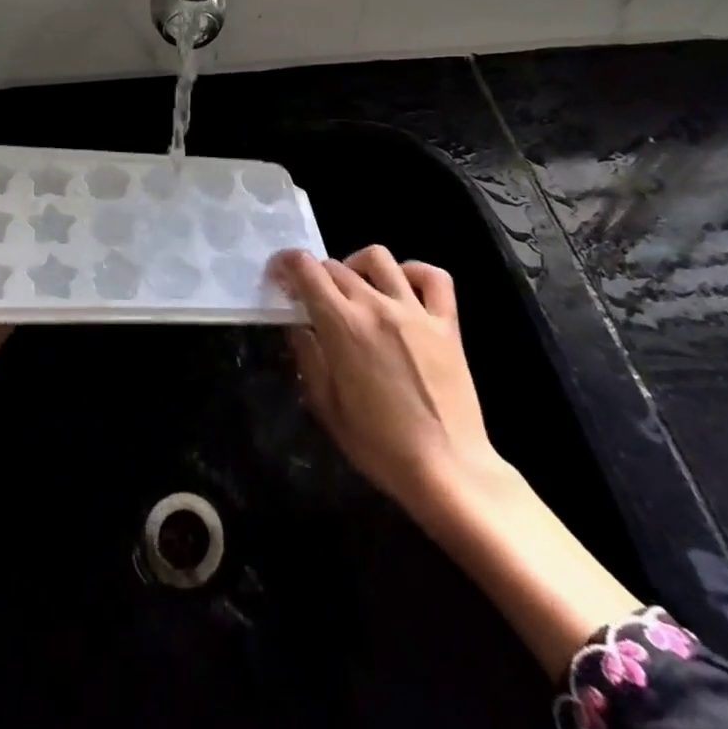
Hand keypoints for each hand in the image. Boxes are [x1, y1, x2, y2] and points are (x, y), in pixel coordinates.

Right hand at [269, 246, 498, 521]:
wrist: (448, 470)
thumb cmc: (380, 447)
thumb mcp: (328, 409)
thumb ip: (308, 359)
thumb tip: (297, 326)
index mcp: (342, 325)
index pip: (307, 269)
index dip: (286, 264)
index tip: (279, 276)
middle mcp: (376, 306)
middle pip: (336, 266)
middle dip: (315, 275)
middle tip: (312, 299)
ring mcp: (415, 311)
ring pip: (379, 258)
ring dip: (357, 265)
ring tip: (354, 288)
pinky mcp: (447, 323)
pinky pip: (434, 277)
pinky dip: (415, 272)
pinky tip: (403, 288)